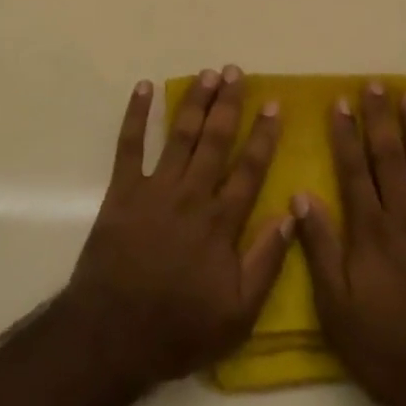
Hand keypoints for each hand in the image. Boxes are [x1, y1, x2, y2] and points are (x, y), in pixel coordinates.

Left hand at [65, 66, 290, 388]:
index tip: (273, 104)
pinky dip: (136, 115)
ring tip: (207, 73)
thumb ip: (267, 261)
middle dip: (228, 103)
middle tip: (236, 71)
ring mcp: (155, 189)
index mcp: (221, 222)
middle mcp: (191, 195)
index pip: (249, 168)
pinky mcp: (122, 191)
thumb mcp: (239, 313)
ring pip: (180, 135)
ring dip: (193, 101)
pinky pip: (129, 145)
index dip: (263, 135)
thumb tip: (292, 212)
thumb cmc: (180, 328)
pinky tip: (144, 88)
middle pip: (215, 139)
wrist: (113, 333)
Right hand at [293, 81, 405, 405]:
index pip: (355, 170)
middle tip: (377, 85)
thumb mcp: (337, 310)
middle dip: (382, 119)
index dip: (346, 134)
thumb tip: (302, 197)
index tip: (340, 102)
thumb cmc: (390, 352)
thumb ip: (319, 250)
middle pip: (392, 159)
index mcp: (372, 233)